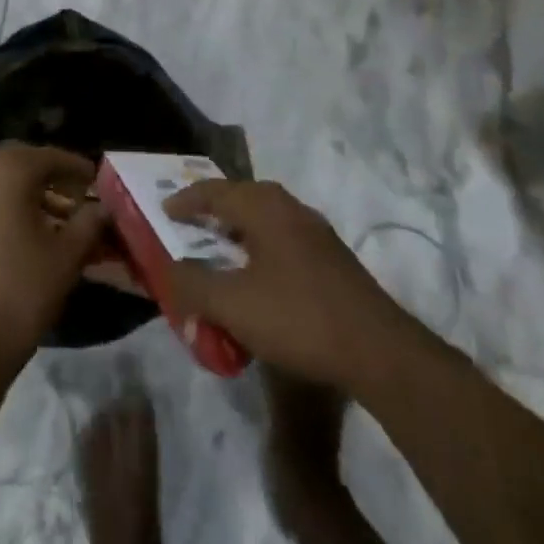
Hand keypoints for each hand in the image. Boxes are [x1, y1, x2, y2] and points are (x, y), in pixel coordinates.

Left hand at [0, 143, 108, 389]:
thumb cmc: (18, 293)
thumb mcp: (66, 258)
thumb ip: (88, 223)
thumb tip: (102, 206)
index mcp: (8, 166)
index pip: (52, 157)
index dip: (78, 170)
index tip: (96, 182)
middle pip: (20, 161)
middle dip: (48, 177)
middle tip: (73, 200)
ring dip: (18, 188)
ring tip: (43, 216)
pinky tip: (8, 225)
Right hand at [162, 179, 409, 387]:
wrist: (379, 352)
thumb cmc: (298, 317)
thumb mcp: (234, 305)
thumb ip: (194, 285)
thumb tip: (169, 270)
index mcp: (264, 207)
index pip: (215, 191)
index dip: (187, 199)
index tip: (164, 209)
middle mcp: (290, 208)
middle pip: (242, 197)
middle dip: (214, 208)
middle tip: (191, 223)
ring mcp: (316, 232)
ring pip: (266, 218)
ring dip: (239, 228)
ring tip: (221, 248)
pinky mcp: (333, 259)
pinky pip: (283, 238)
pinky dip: (261, 246)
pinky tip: (259, 277)